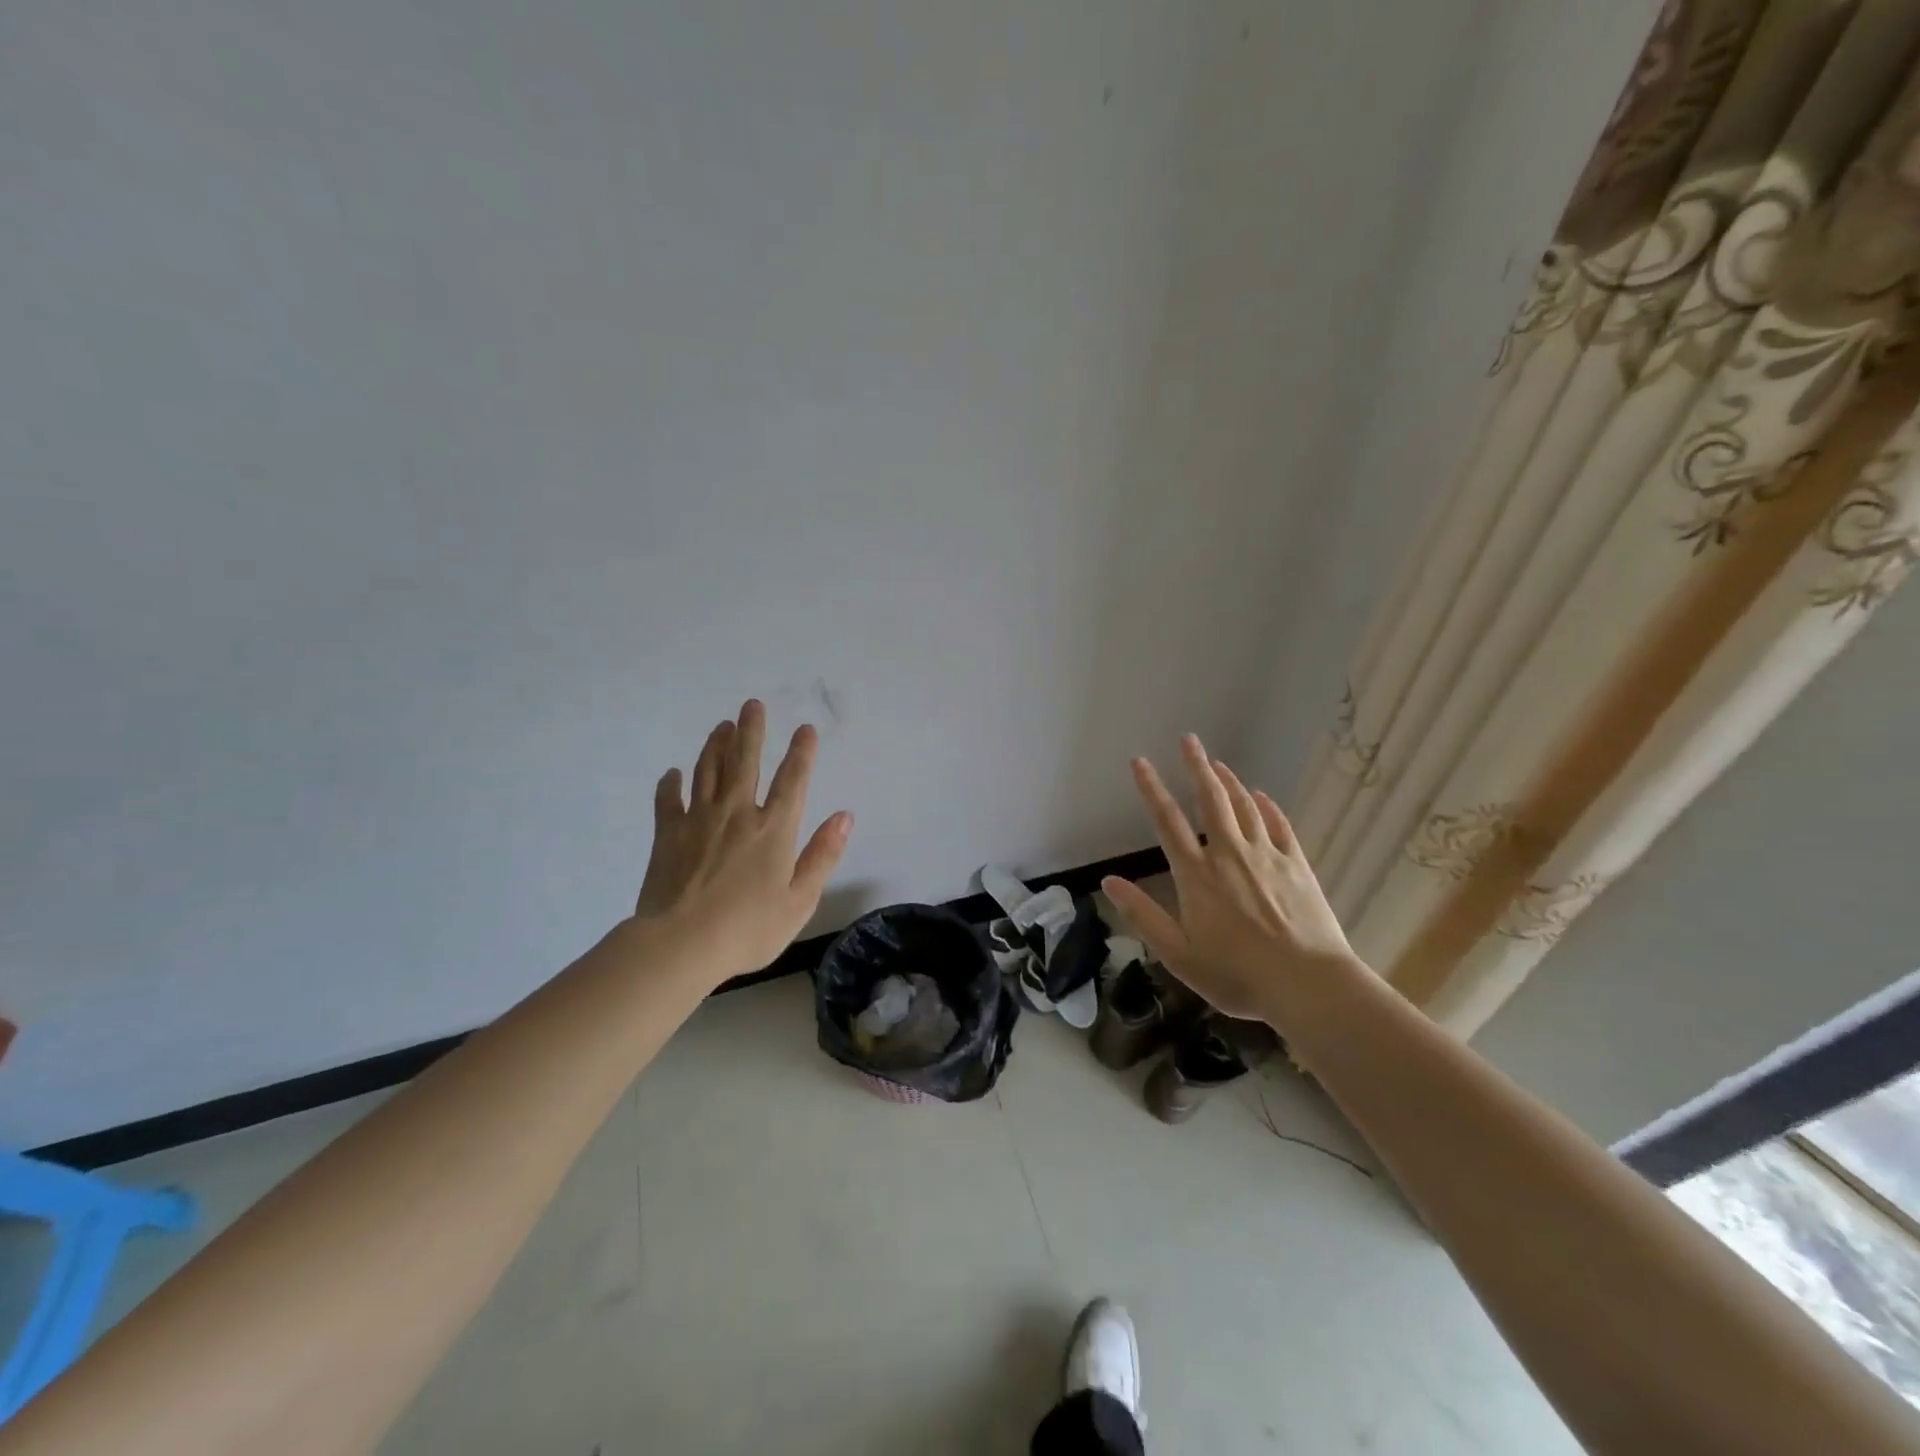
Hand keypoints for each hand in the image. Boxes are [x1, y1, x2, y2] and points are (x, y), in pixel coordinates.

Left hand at [634, 699, 852, 980]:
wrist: (681, 944)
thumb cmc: (749, 928)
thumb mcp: (800, 899)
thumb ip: (822, 855)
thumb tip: (844, 816)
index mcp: (774, 828)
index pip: (792, 780)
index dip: (801, 752)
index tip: (805, 728)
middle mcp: (738, 813)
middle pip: (745, 762)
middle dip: (751, 731)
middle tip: (752, 704)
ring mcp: (699, 820)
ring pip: (708, 771)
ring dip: (716, 745)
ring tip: (722, 726)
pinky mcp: (667, 834)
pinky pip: (668, 800)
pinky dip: (671, 784)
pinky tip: (673, 773)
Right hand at [1102, 735, 1359, 1021]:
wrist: (1308, 985)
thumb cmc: (1236, 975)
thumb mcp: (1177, 954)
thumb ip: (1142, 914)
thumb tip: (1109, 881)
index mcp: (1196, 876)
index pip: (1167, 822)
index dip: (1152, 789)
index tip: (1140, 761)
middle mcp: (1228, 855)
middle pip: (1210, 800)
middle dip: (1196, 767)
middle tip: (1189, 739)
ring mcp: (1266, 857)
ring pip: (1244, 807)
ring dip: (1229, 781)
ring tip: (1217, 763)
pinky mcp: (1297, 866)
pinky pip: (1279, 826)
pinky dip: (1266, 807)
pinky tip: (1260, 796)